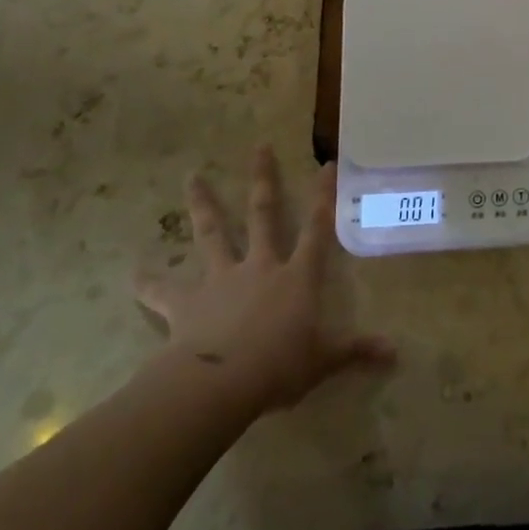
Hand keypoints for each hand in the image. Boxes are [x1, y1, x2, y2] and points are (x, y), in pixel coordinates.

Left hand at [134, 146, 394, 416]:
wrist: (221, 383)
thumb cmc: (279, 367)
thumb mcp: (323, 361)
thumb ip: (356, 352)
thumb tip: (395, 354)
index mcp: (295, 277)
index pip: (317, 229)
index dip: (324, 196)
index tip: (327, 164)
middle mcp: (259, 266)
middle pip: (262, 214)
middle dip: (262, 179)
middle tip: (259, 146)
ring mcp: (220, 280)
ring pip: (211, 234)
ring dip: (202, 205)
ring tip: (192, 177)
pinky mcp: (186, 303)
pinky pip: (163, 290)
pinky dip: (148, 282)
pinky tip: (133, 273)